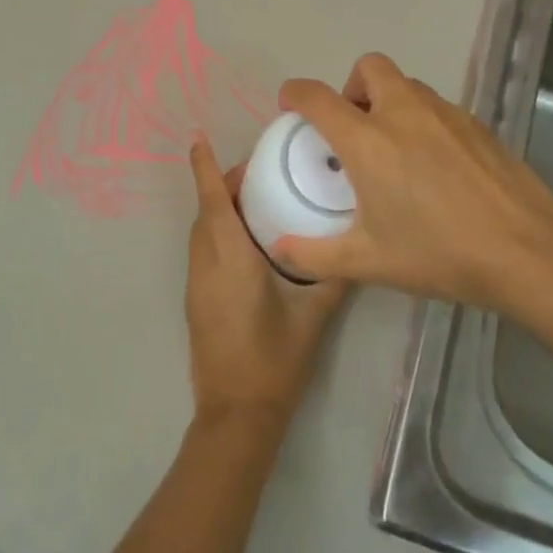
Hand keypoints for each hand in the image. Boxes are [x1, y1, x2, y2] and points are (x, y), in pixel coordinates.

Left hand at [184, 138, 350, 433]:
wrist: (237, 414)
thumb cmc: (274, 361)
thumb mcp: (313, 317)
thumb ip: (334, 277)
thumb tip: (356, 248)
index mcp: (230, 260)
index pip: (212, 203)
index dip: (204, 169)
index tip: (197, 139)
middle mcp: (206, 266)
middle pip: (206, 213)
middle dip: (223, 186)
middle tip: (260, 173)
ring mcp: (196, 286)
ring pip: (201, 233)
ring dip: (219, 210)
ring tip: (256, 201)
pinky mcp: (196, 302)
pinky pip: (203, 252)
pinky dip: (218, 233)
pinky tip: (249, 242)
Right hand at [272, 53, 552, 313]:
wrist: (527, 252)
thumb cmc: (439, 254)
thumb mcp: (368, 262)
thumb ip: (314, 255)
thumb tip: (279, 249)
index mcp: (368, 142)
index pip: (318, 98)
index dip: (296, 94)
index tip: (290, 104)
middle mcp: (404, 114)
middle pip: (369, 67)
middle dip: (351, 87)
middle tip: (352, 127)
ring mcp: (446, 115)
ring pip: (407, 85)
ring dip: (388, 101)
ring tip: (393, 147)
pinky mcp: (478, 125)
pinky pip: (438, 106)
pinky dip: (422, 119)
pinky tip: (434, 164)